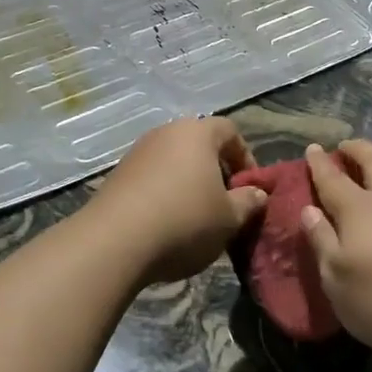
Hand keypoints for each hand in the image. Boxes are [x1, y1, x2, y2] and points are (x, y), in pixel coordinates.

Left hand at [84, 117, 267, 284]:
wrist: (114, 241)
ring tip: (196, 217)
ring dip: (189, 183)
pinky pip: (152, 177)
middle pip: (199, 144)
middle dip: (216, 171)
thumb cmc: (184, 221)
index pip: (229, 131)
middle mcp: (166, 133)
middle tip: (225, 203)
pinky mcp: (117, 175)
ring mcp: (138, 152)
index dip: (245, 157)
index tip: (249, 188)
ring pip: (174, 161)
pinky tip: (167, 223)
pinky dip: (164, 193)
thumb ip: (248, 202)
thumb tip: (257, 193)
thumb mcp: (229, 218)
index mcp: (197, 133)